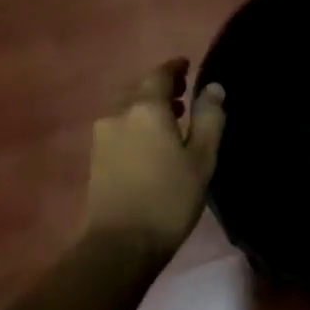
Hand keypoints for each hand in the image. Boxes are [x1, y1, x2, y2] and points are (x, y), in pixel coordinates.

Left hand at [81, 60, 225, 260]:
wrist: (120, 243)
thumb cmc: (169, 198)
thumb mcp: (202, 158)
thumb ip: (209, 118)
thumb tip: (213, 87)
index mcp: (146, 108)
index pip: (160, 74)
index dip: (174, 67)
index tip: (187, 66)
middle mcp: (119, 113)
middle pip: (138, 87)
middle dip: (160, 85)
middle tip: (183, 91)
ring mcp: (102, 135)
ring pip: (125, 106)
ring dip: (146, 104)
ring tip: (170, 116)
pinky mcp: (96, 155)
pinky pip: (118, 124)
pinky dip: (135, 120)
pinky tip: (150, 139)